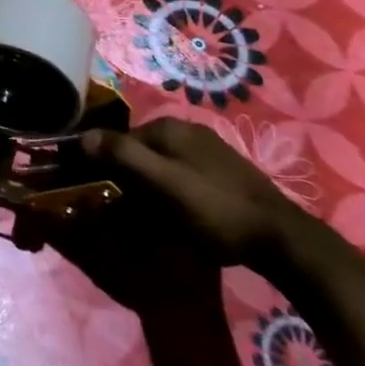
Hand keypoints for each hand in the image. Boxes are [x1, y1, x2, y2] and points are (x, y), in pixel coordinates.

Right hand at [83, 116, 305, 267]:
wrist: (282, 238)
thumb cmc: (215, 209)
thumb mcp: (163, 183)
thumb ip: (123, 156)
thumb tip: (81, 136)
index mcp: (169, 127)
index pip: (119, 140)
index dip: (106, 166)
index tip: (101, 196)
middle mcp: (187, 129)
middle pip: (141, 152)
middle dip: (129, 179)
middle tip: (126, 213)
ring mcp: (208, 149)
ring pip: (161, 165)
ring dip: (150, 188)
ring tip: (150, 220)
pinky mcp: (224, 170)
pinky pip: (182, 175)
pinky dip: (171, 192)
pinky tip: (179, 216)